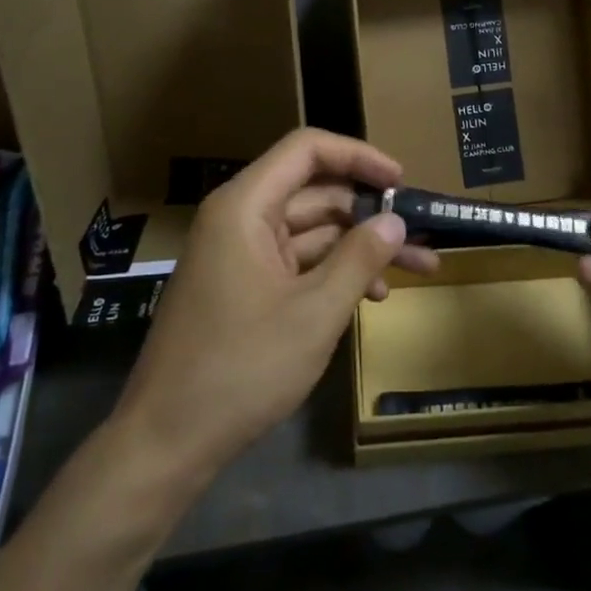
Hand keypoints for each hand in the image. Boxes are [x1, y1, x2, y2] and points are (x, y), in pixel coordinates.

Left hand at [112, 129, 439, 477]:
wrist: (167, 440)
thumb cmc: (241, 368)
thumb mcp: (314, 313)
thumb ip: (359, 258)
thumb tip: (395, 220)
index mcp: (245, 207)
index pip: (307, 150)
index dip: (359, 156)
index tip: (402, 181)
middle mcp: (240, 219)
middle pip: (315, 192)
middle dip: (372, 211)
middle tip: (423, 232)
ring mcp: (241, 254)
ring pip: (313, 231)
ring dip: (362, 246)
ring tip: (420, 267)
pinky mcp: (245, 286)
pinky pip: (298, 262)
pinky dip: (335, 272)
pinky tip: (374, 297)